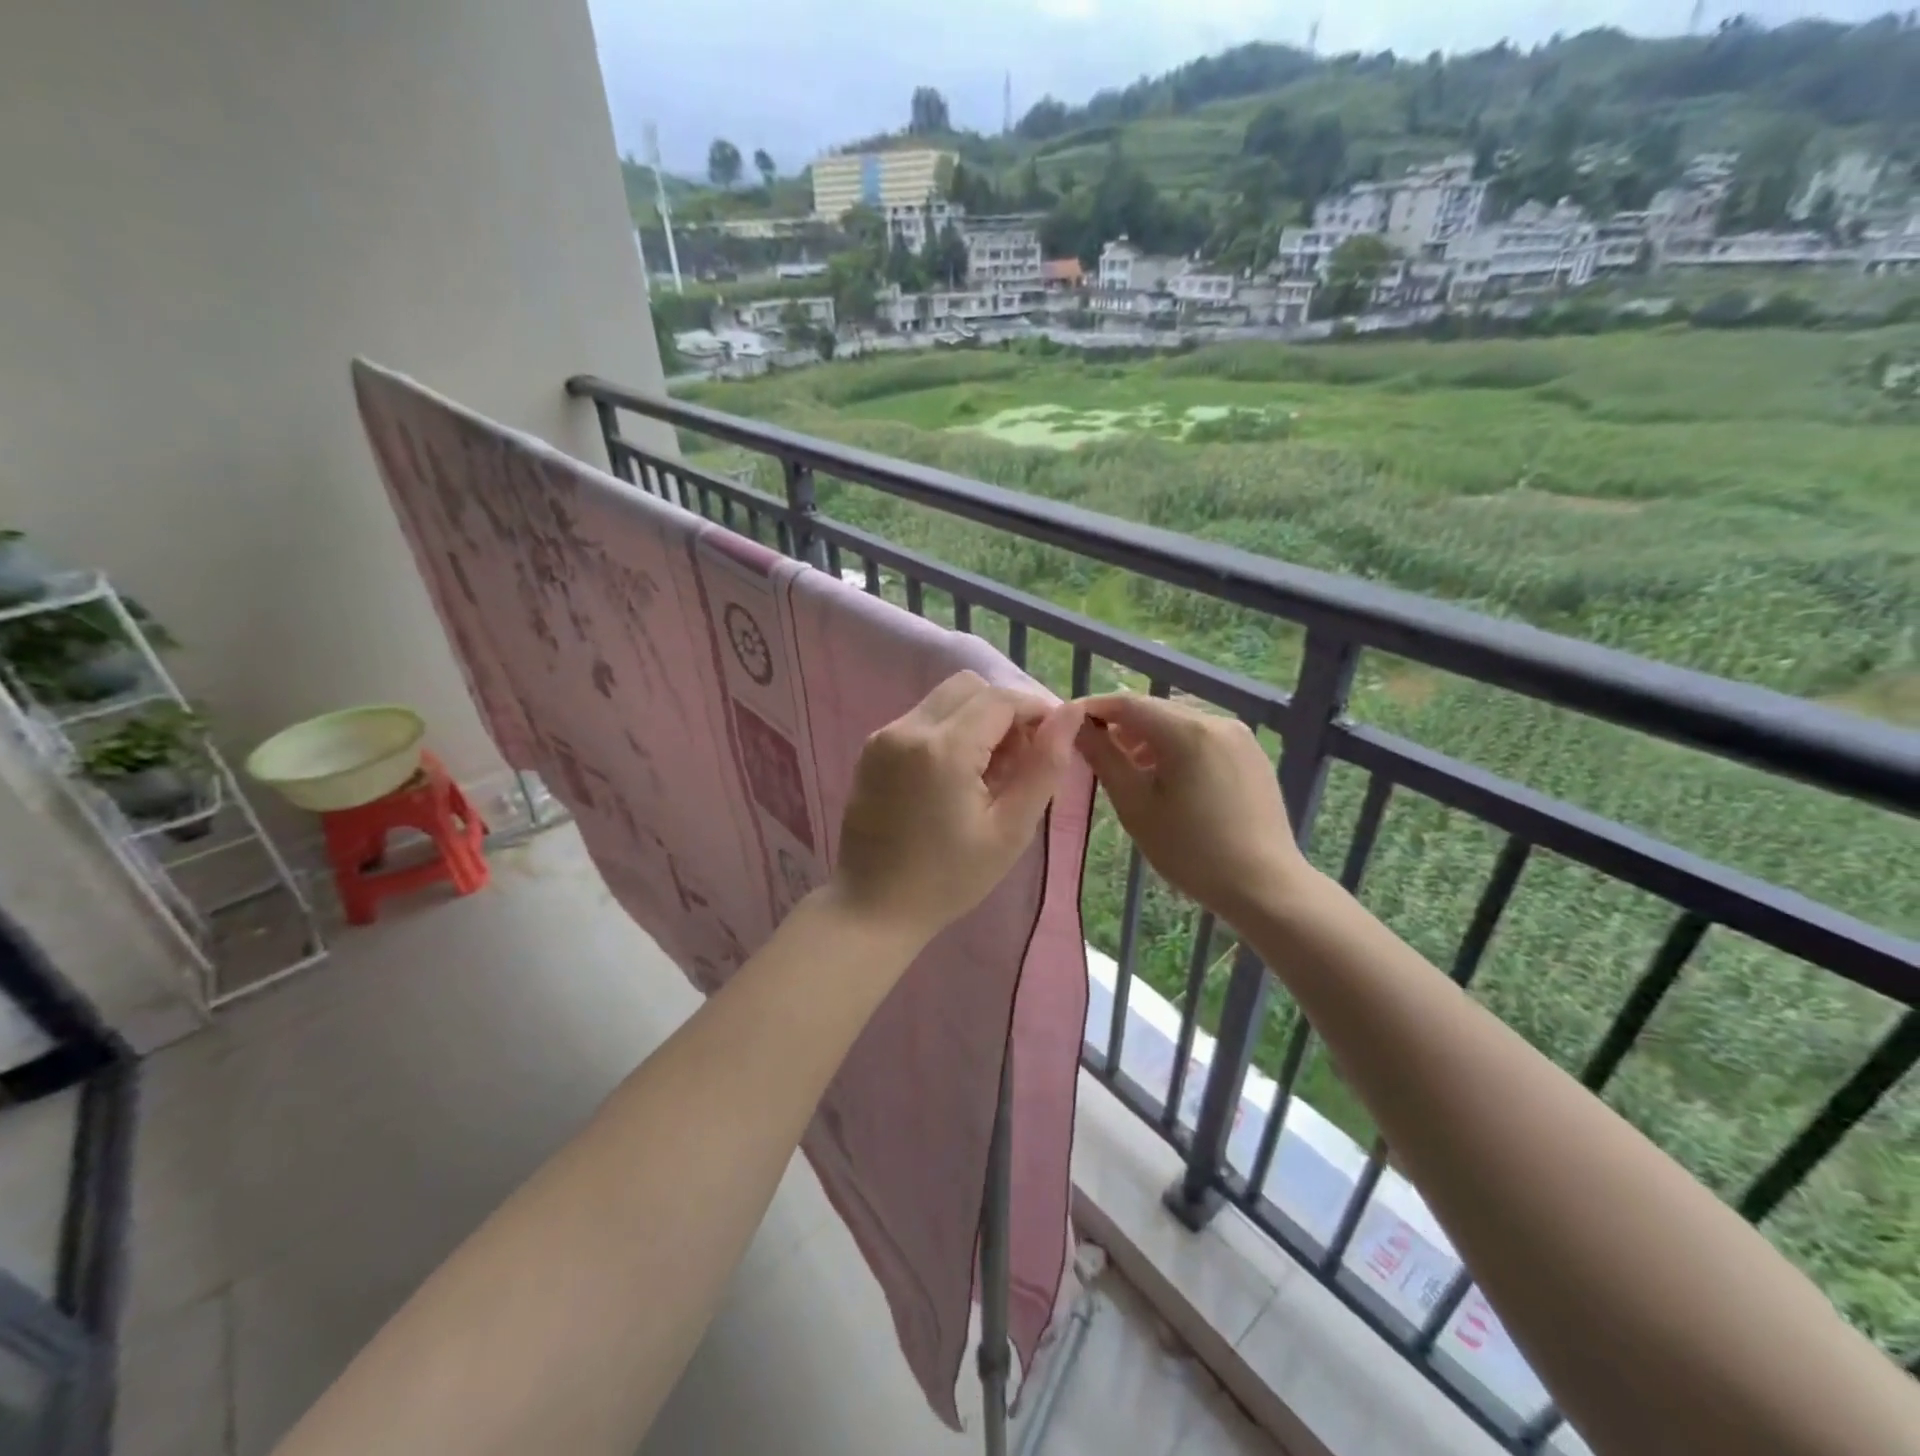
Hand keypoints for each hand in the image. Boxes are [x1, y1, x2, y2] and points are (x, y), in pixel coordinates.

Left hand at [830, 671, 1083, 943]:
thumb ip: (1044, 766)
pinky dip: (948, 731)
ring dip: (976, 719)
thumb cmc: (949, 878)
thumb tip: (1070, 714)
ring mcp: (883, 736)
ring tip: (988, 772)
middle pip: (970, 687)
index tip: (1052, 741)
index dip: (1035, 710)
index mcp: (943, 749)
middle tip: (1018, 759)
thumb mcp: (1010, 830)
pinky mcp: (871, 749)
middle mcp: (907, 729)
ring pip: (944, 699)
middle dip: (1004, 711)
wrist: (873, 908)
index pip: (1000, 699)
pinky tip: (955, 777)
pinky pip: (921, 719)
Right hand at [1074, 693, 1306, 927]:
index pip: (1127, 703)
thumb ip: (1104, 759)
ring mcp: (1240, 736)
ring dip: (1149, 738)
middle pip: (1156, 710)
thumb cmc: (1191, 850)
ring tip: (1132, 772)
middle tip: (1097, 754)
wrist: (1264, 886)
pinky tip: (1170, 781)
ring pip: (1180, 723)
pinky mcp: (1252, 754)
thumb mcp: (1135, 806)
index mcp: (1187, 731)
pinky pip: (1203, 738)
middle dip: (1122, 726)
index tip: (1067, 725)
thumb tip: (1077, 728)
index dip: (1093, 709)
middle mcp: (1217, 721)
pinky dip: (1178, 748)